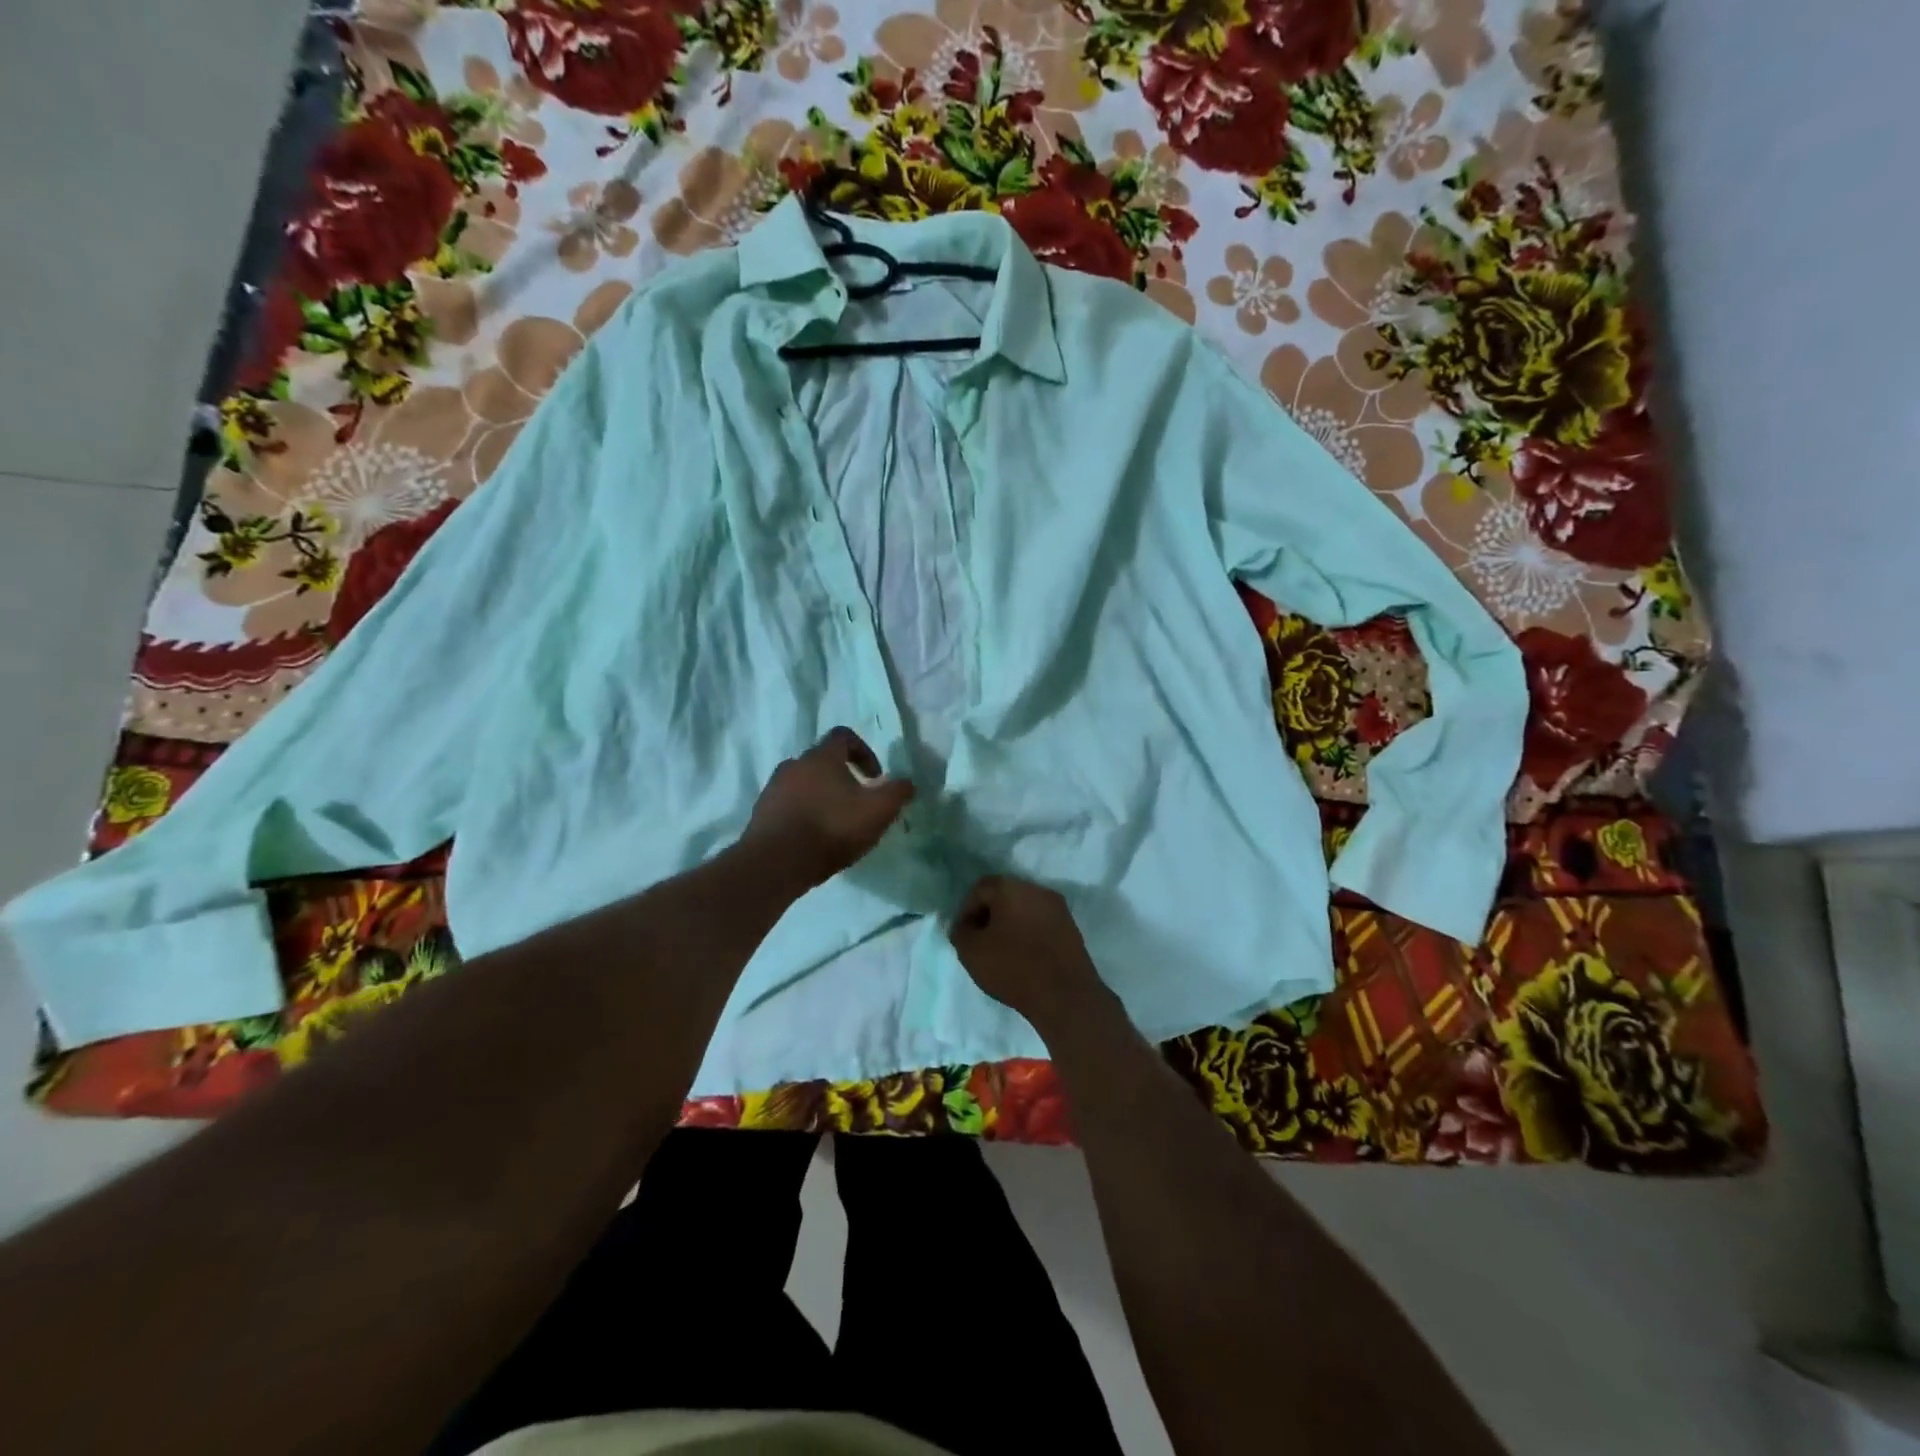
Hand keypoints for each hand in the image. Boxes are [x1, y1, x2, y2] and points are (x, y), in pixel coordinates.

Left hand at [741, 728, 913, 891]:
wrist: (775, 863)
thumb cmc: (831, 828)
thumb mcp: (878, 811)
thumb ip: (897, 792)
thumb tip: (907, 783)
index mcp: (822, 757)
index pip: (843, 736)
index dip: (864, 752)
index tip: (875, 778)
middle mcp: (793, 764)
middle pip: (822, 761)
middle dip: (842, 778)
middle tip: (857, 804)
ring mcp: (773, 789)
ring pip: (803, 784)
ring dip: (821, 797)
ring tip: (834, 825)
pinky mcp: (760, 813)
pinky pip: (787, 805)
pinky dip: (802, 814)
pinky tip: (812, 839)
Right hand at [949, 876, 1109, 1034]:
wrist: (1065, 996)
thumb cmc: (1013, 967)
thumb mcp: (971, 952)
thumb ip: (960, 932)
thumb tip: (964, 926)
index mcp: (1011, 888)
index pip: (980, 889)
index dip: (966, 911)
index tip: (963, 935)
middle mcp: (1037, 889)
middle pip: (1004, 896)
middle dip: (989, 916)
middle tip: (980, 942)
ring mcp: (1058, 908)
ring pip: (1024, 909)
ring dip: (1009, 925)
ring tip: (1001, 952)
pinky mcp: (1071, 928)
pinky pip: (1041, 924)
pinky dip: (1028, 934)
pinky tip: (1023, 957)